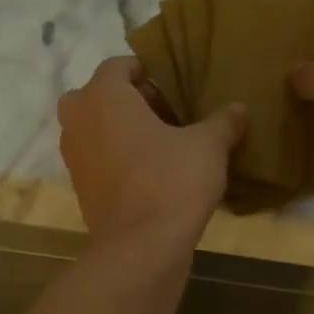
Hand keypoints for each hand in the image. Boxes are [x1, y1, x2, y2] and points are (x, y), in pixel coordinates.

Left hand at [58, 56, 246, 254]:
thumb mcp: (209, 146)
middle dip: (134, 102)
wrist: (141, 248)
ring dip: (125, 132)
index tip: (176, 88)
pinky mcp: (81, 189)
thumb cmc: (172, 181)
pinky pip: (100, 160)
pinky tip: (154, 175)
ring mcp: (74, 157)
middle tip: (171, 116)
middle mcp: (79, 120)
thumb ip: (223, 121)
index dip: (149, 72)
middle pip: (103, 97)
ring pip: (98, 129)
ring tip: (165, 147)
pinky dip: (119, 160)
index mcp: (103, 96)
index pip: (119, 66)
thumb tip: (238, 108)